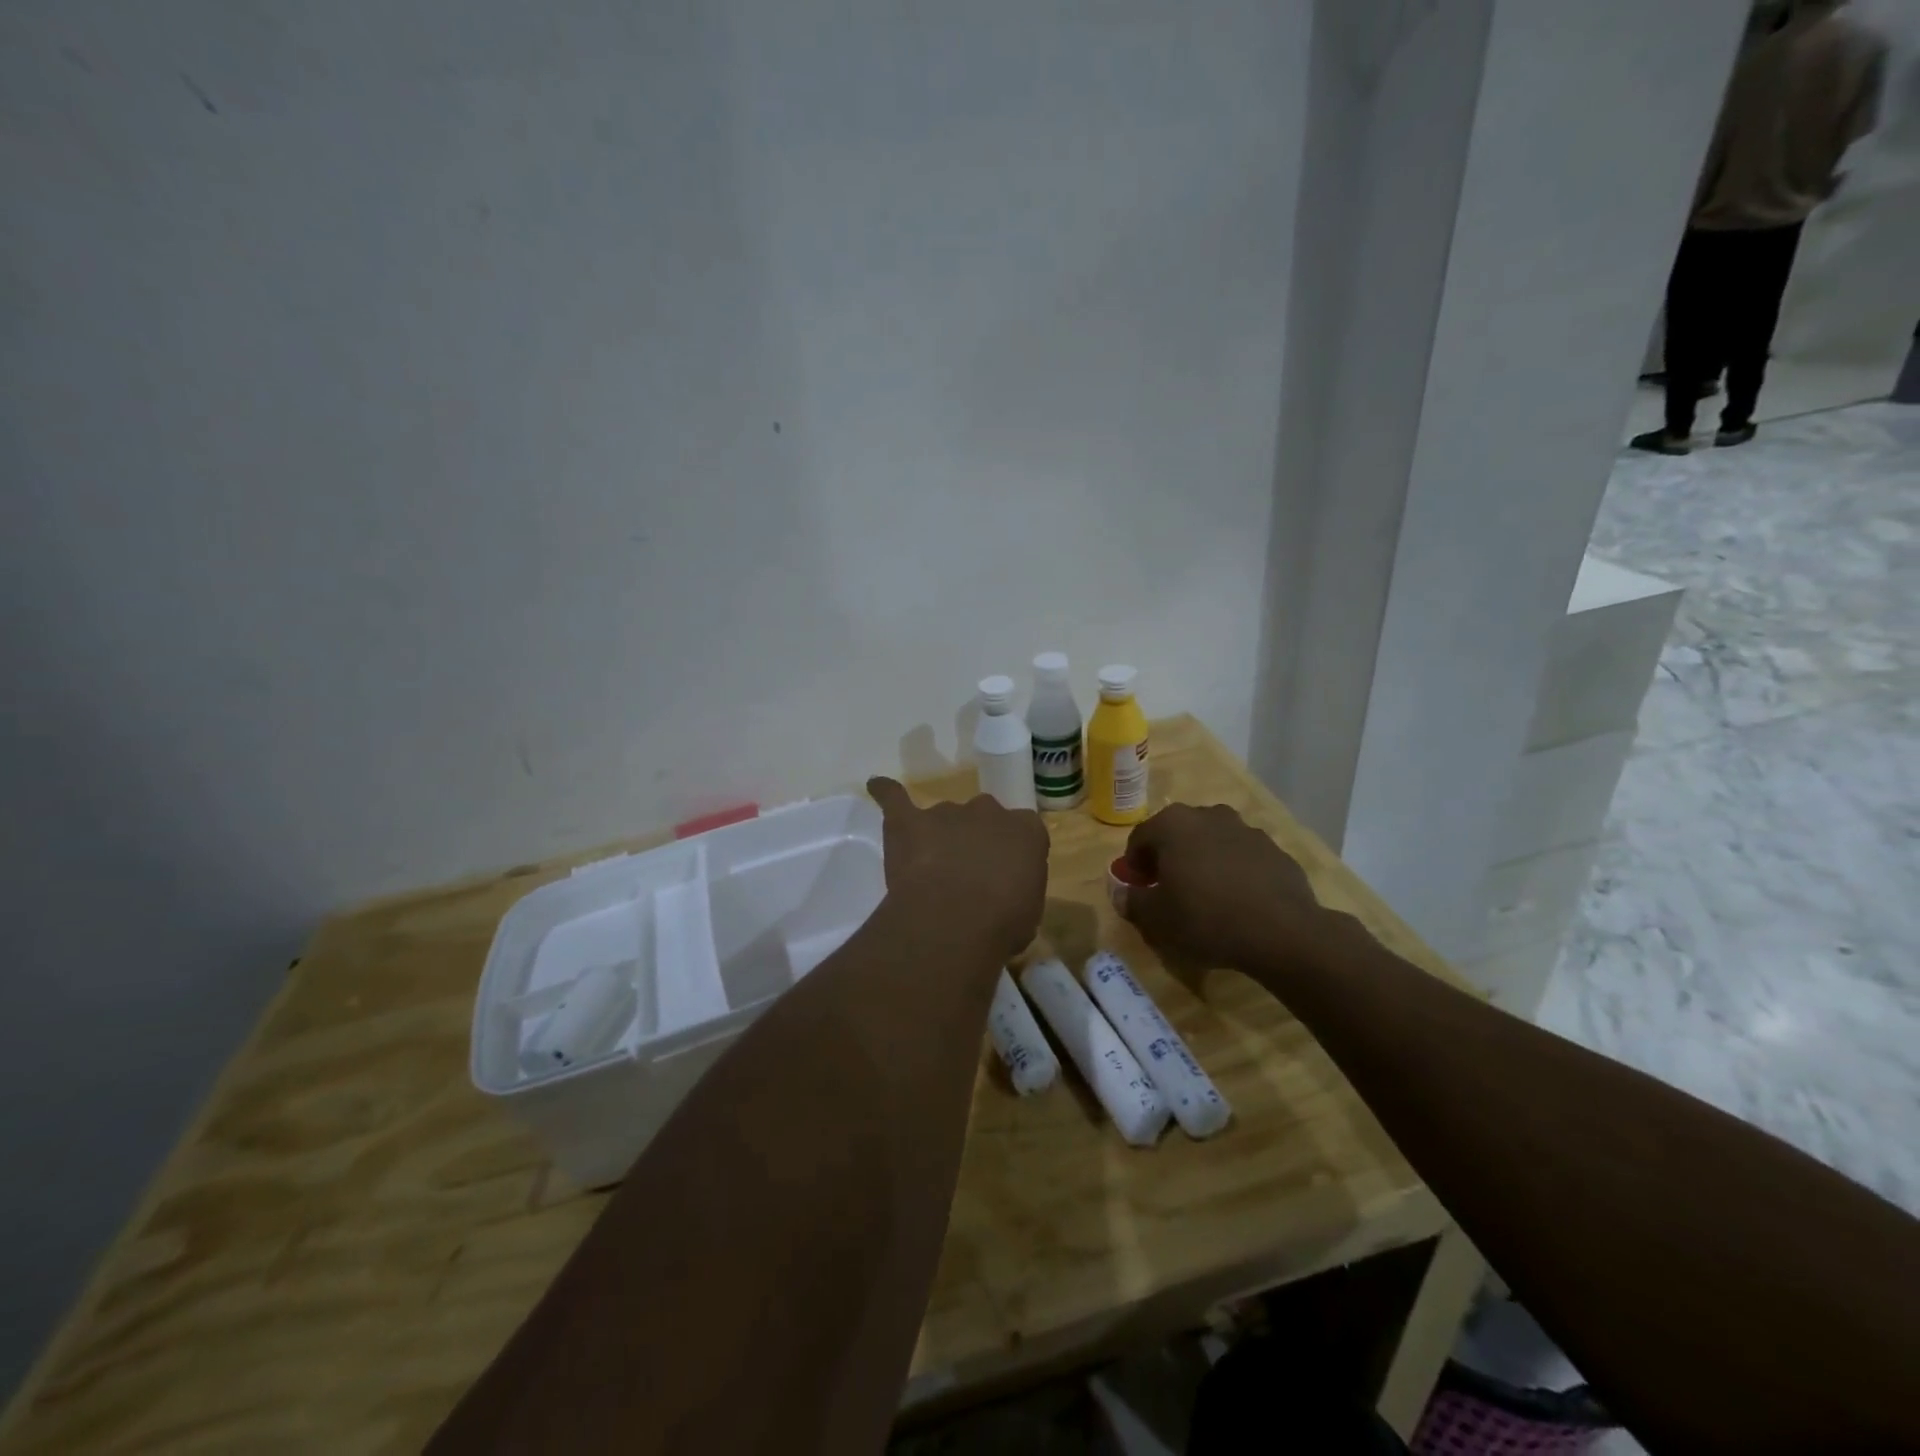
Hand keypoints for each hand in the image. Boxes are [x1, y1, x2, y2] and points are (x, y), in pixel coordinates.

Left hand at [866, 777, 1049, 960]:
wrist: (956, 920)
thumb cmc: (1002, 924)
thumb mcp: (1029, 914)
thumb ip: (1018, 892)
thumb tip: (1002, 896)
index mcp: (1026, 830)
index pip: (1024, 831)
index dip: (1012, 854)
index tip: (1005, 876)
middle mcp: (988, 811)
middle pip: (983, 818)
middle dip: (975, 840)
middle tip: (967, 875)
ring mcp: (947, 812)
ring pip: (944, 817)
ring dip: (939, 836)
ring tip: (930, 870)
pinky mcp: (909, 820)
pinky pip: (895, 798)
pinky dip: (886, 793)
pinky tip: (877, 787)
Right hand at [1120, 802, 1329, 972]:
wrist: (1282, 933)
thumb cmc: (1205, 919)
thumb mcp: (1156, 919)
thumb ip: (1133, 902)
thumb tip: (1123, 895)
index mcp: (1173, 824)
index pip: (1140, 837)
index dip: (1134, 864)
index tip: (1138, 889)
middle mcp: (1208, 816)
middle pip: (1177, 834)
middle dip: (1169, 858)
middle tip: (1168, 890)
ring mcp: (1246, 830)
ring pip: (1212, 843)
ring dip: (1203, 862)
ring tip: (1206, 897)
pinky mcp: (1275, 851)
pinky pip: (1242, 858)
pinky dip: (1234, 873)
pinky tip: (1237, 903)